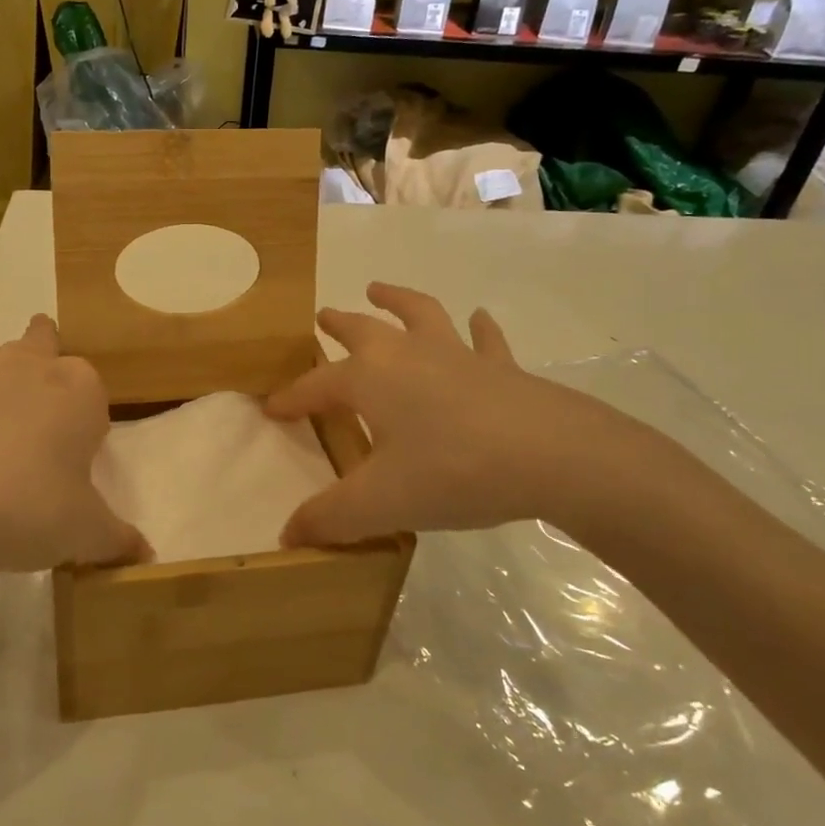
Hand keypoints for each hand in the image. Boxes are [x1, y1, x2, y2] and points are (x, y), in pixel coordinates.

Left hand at [0, 283, 149, 594]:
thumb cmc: (26, 512)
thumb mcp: (84, 533)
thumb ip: (115, 539)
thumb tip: (145, 555)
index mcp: (75, 394)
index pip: (91, 394)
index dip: (88, 419)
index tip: (81, 450)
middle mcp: (23, 370)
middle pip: (41, 344)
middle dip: (45, 336)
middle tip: (45, 327)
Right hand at [265, 283, 654, 545]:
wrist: (552, 456)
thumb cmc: (453, 471)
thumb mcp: (380, 503)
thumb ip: (330, 519)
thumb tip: (287, 536)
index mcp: (370, 379)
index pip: (316, 386)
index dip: (291, 398)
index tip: (272, 408)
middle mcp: (407, 355)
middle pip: (363, 330)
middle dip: (339, 324)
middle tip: (323, 316)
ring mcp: (457, 355)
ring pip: (419, 315)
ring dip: (396, 300)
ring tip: (379, 289)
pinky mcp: (501, 367)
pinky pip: (484, 340)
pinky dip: (478, 329)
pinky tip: (479, 318)